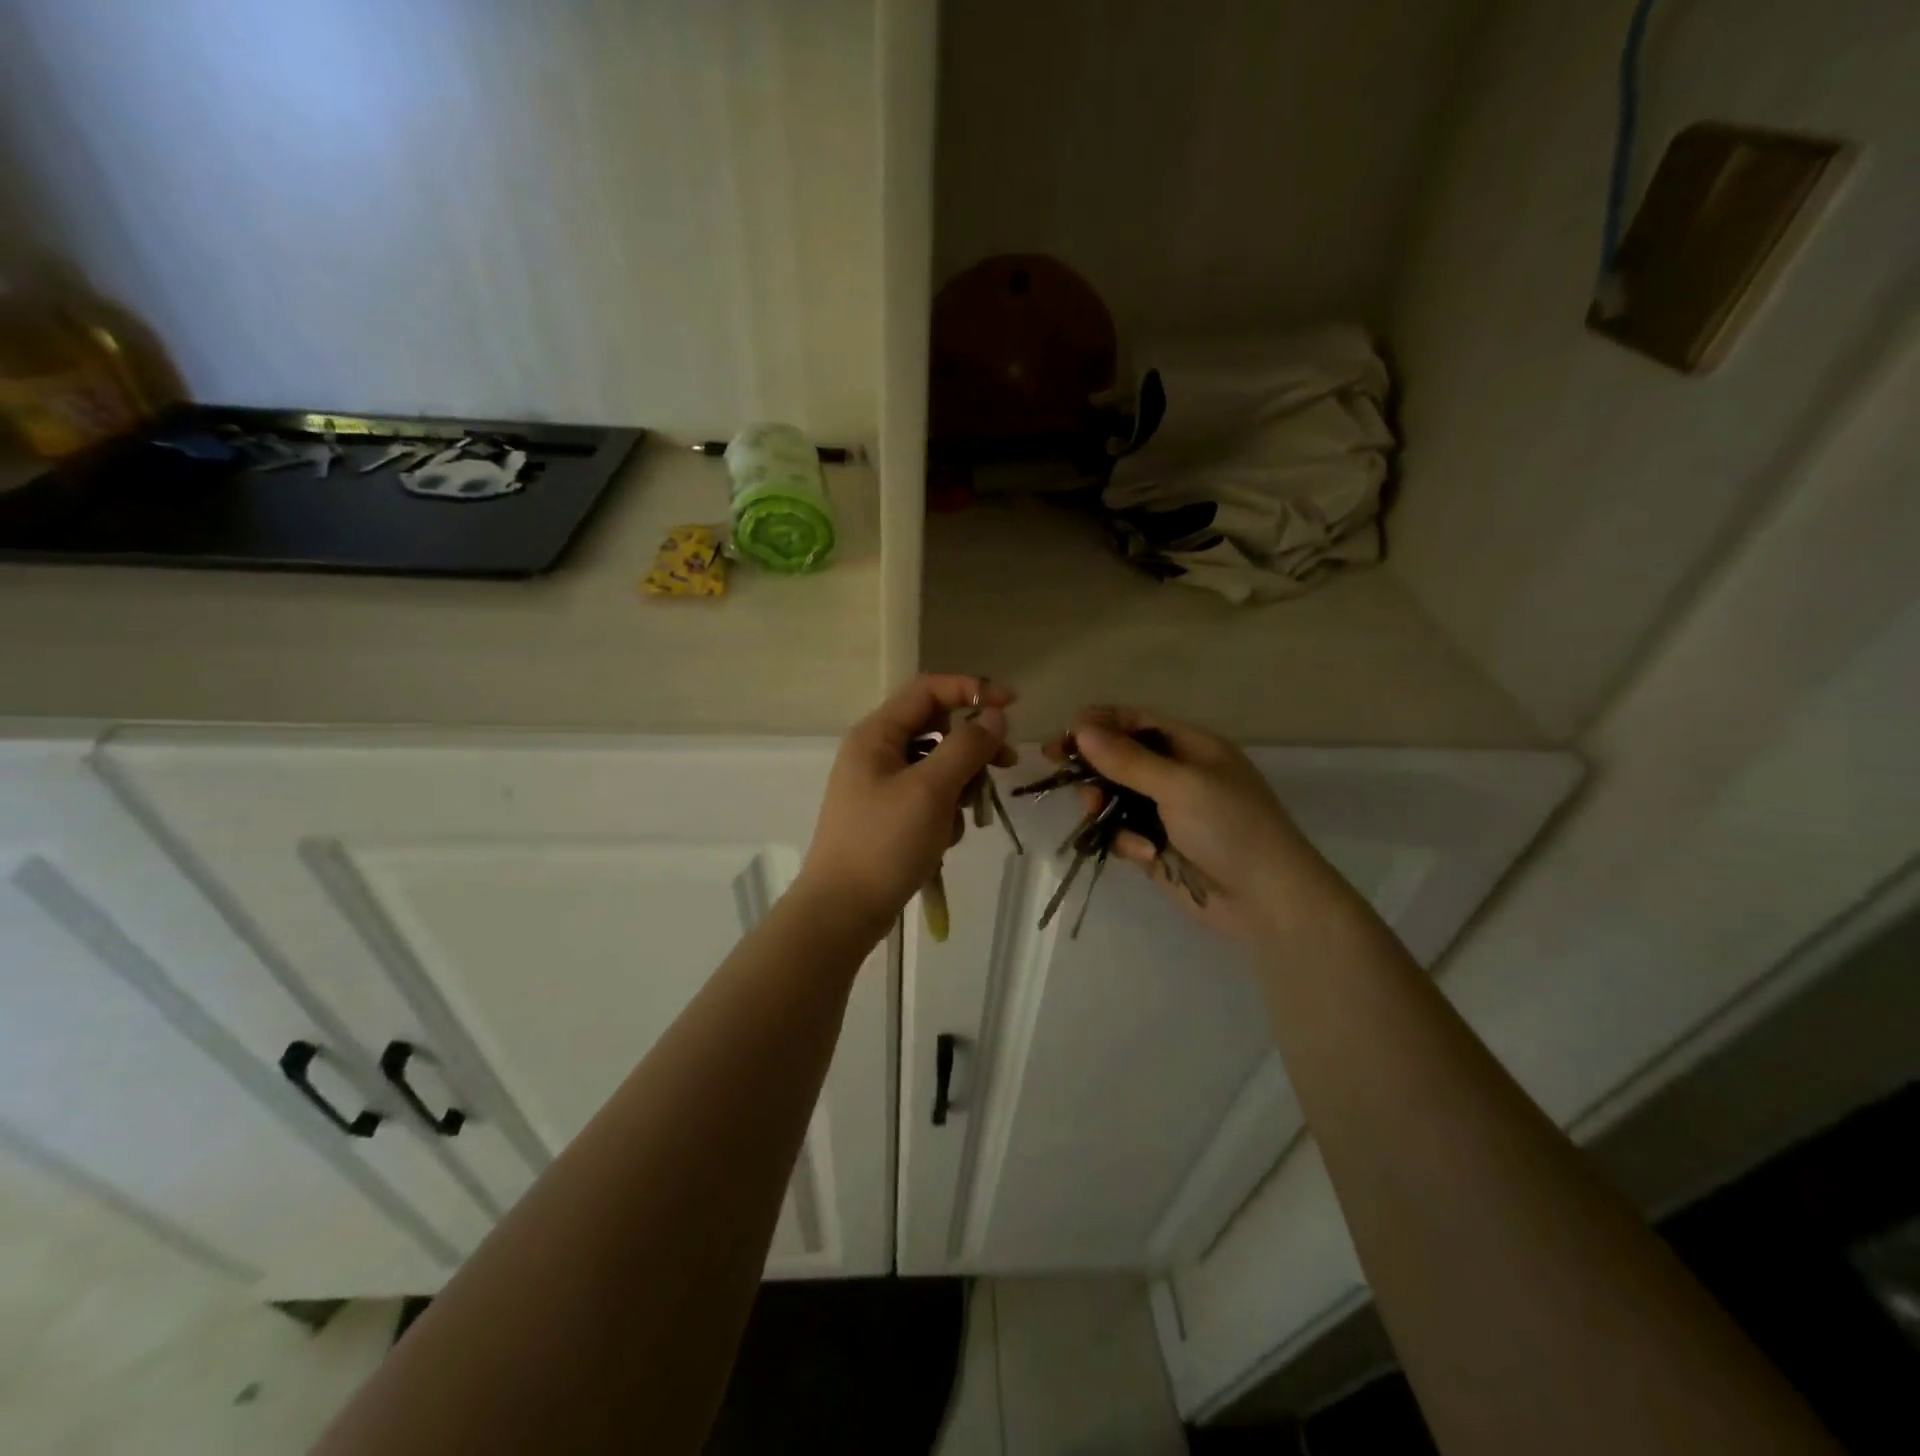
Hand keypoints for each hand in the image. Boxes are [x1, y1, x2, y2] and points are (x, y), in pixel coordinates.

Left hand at [797, 674, 1017, 934]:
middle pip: (937, 728)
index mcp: (877, 734)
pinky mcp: (889, 816)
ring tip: (963, 818)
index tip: (1011, 706)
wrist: (842, 911)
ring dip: (960, 786)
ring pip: (937, 767)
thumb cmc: (884, 843)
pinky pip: (928, 798)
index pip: (929, 690)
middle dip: (972, 748)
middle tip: (1006, 765)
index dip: (972, 689)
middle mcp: (876, 752)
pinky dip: (944, 812)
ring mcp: (881, 785)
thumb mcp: (931, 790)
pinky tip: (942, 841)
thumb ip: (966, 747)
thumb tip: (994, 716)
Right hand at [1054, 707, 1354, 944]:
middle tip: (1066, 776)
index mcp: (1191, 747)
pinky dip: (1126, 842)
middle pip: (1120, 759)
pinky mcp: (1158, 847)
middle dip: (1094, 768)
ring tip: (1094, 811)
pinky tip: (1143, 854)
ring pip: (1115, 798)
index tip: (1062, 737)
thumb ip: (1128, 759)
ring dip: (1103, 804)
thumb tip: (1080, 729)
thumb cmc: (1232, 828)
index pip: (1136, 722)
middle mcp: (1177, 775)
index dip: (1098, 724)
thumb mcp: (1181, 785)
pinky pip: (1124, 834)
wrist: (1268, 901)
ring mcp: (1167, 813)